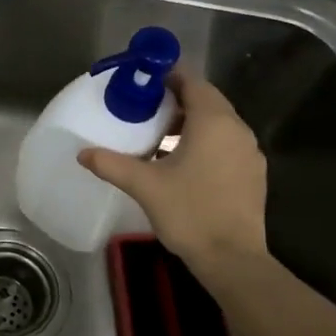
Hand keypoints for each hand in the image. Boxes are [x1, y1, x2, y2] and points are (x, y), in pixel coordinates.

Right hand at [78, 68, 267, 288]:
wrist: (232, 259)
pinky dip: (206, 142)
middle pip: (207, 101)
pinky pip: (227, 144)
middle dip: (177, 100)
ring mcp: (249, 152)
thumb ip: (112, 164)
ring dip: (191, 123)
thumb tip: (82, 153)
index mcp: (214, 122)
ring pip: (218, 123)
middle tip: (145, 108)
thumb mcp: (144, 185)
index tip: (143, 83)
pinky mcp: (253, 174)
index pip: (193, 82)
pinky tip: (183, 162)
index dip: (168, 77)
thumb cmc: (189, 213)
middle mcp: (237, 129)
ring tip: (159, 136)